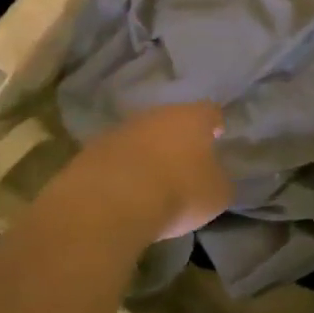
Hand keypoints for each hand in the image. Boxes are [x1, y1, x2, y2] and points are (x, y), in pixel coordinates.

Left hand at [64, 102, 232, 244]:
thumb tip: (215, 176)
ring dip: (149, 151)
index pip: (210, 111)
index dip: (215, 124)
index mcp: (192, 117)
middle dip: (179, 137)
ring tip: (154, 178)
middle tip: (185, 160)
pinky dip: (124, 168)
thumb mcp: (216, 194)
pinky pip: (118, 155)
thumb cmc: (178, 192)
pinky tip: (126, 190)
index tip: (218, 136)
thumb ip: (219, 180)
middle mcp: (157, 113)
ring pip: (143, 135)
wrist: (111, 201)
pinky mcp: (94, 148)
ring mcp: (122, 128)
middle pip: (173, 119)